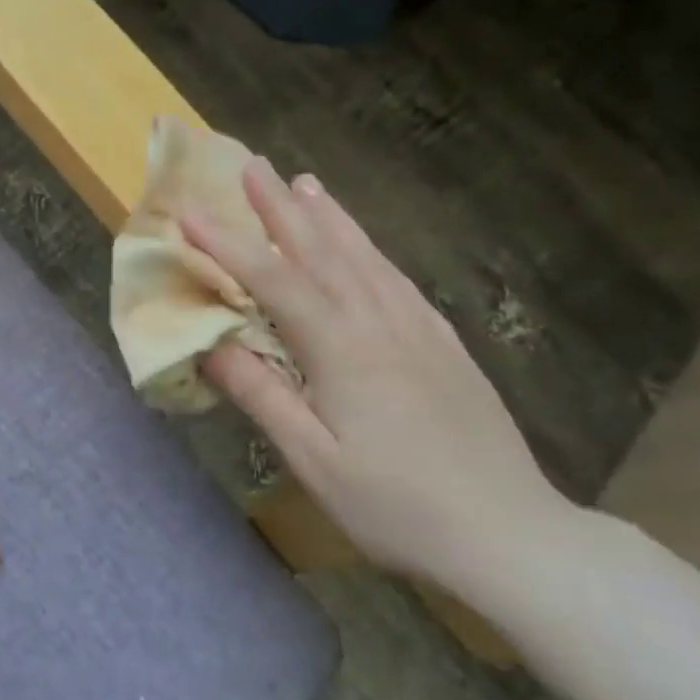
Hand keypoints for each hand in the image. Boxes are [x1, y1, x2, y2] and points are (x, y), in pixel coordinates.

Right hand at [185, 162, 575, 588]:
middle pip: (321, 251)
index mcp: (341, 349)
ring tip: (306, 183)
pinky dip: (371, 249)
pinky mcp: (443, 344)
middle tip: (254, 166)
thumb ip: (262, 397)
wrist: (509, 533)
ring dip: (329, 216)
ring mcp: (417, 329)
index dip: (228, 244)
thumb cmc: (396, 506)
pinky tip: (365, 246)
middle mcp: (378, 322)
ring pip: (364, 256)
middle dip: (281, 207)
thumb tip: (210, 346)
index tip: (190, 213)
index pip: (273, 280)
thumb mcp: (314, 462)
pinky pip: (398, 279)